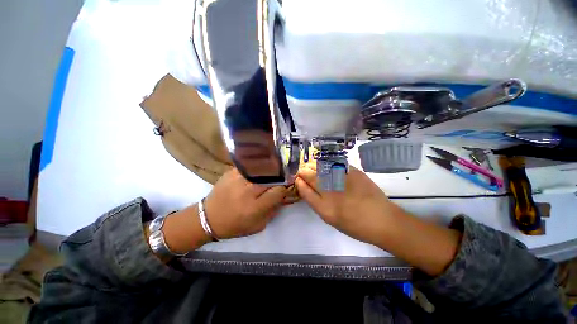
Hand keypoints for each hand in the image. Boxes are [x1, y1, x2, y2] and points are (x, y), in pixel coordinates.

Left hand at [204, 168, 286, 238]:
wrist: (208, 218)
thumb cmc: (235, 225)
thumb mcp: (258, 225)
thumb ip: (273, 210)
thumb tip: (283, 195)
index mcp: (255, 206)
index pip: (278, 190)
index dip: (285, 187)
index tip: (287, 186)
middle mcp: (247, 190)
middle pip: (271, 176)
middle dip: (280, 176)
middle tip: (283, 176)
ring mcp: (238, 178)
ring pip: (262, 168)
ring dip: (271, 168)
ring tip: (274, 168)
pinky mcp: (231, 172)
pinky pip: (250, 165)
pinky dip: (258, 165)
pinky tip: (260, 166)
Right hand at [295, 162, 401, 244]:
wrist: (381, 219)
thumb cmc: (354, 224)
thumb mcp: (330, 218)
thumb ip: (315, 201)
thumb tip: (305, 185)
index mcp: (324, 207)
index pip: (304, 188)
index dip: (298, 181)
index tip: (297, 179)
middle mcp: (331, 191)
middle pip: (310, 175)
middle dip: (303, 171)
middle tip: (303, 171)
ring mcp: (342, 178)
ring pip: (319, 166)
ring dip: (312, 165)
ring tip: (311, 167)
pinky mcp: (352, 171)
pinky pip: (333, 162)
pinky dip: (325, 162)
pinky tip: (324, 164)